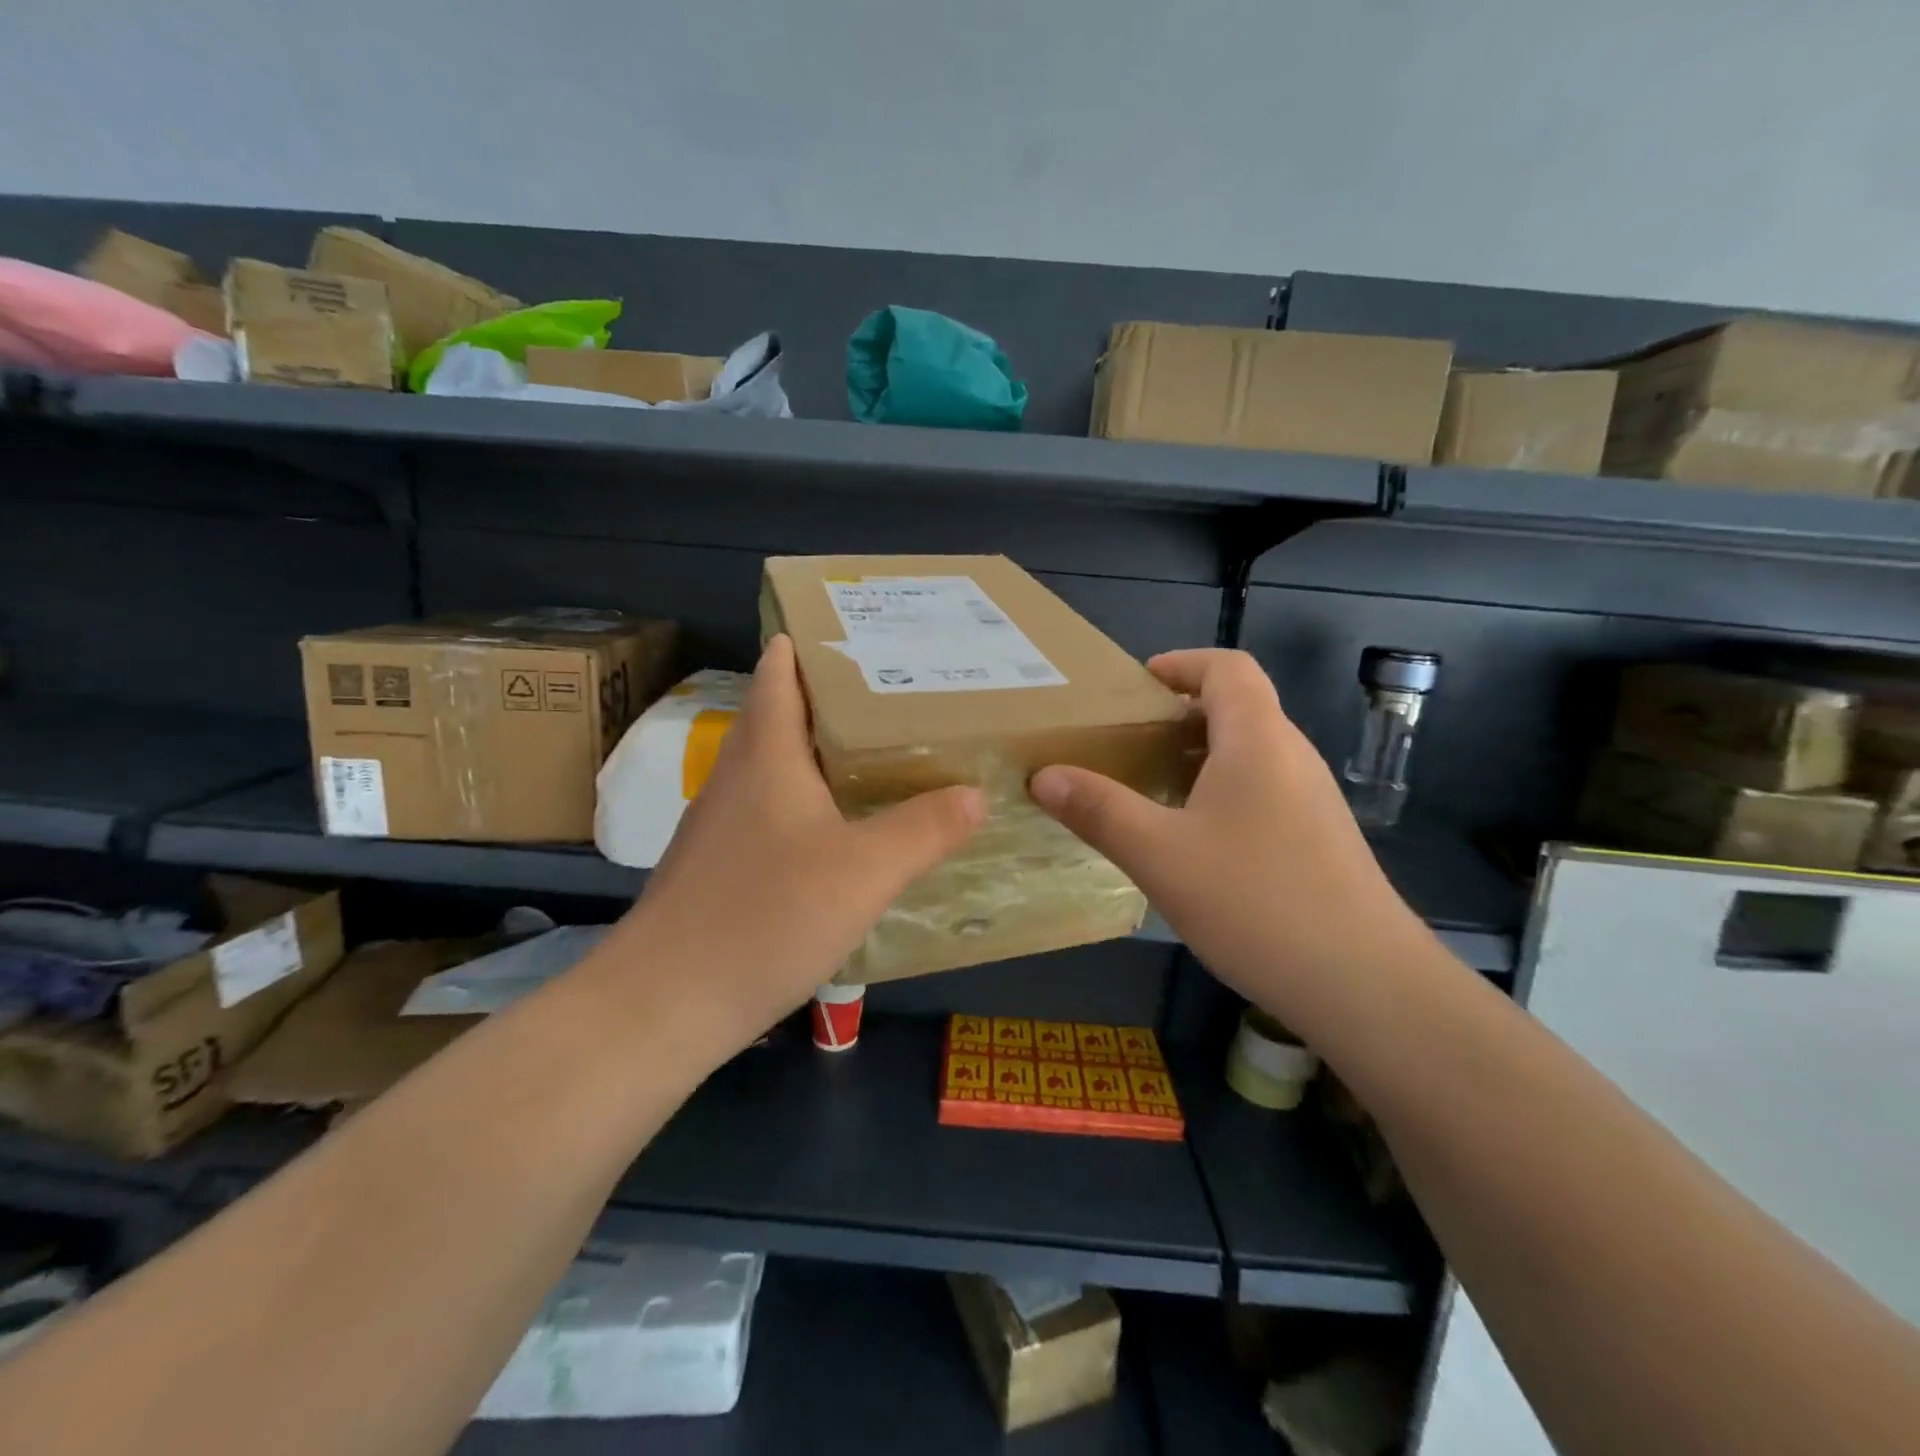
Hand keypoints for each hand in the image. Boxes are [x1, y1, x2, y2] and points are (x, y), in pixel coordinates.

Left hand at [619, 635, 984, 1051]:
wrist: (664, 1005)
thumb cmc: (765, 917)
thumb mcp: (864, 871)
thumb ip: (923, 828)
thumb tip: (975, 793)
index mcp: (766, 756)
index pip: (778, 675)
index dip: (808, 647)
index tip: (856, 634)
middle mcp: (737, 779)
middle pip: (780, 718)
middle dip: (829, 700)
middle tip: (893, 696)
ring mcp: (720, 827)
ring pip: (775, 770)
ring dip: (818, 755)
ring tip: (877, 756)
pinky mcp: (718, 869)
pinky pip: (770, 815)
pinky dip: (806, 806)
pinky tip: (840, 836)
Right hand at [1029, 649, 1432, 1033]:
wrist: (1364, 984)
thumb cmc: (1256, 901)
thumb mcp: (1159, 855)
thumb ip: (1099, 810)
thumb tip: (1044, 776)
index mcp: (1257, 740)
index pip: (1227, 668)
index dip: (1181, 664)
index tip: (1136, 686)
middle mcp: (1291, 757)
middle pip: (1238, 707)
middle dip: (1179, 714)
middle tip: (1125, 742)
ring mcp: (1311, 800)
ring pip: (1249, 754)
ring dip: (1198, 757)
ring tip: (1148, 788)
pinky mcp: (1318, 840)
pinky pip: (1262, 791)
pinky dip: (1219, 792)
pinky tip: (1191, 841)